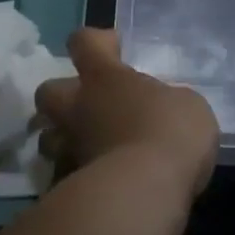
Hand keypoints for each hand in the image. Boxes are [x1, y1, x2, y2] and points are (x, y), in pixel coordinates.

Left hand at [35, 28, 219, 203]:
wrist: (144, 192)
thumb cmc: (169, 131)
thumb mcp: (186, 105)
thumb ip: (167, 102)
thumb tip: (160, 111)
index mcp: (105, 77)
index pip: (84, 42)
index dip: (95, 41)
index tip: (114, 49)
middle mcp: (79, 107)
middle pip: (47, 91)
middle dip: (62, 94)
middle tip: (89, 104)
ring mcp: (70, 148)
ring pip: (47, 138)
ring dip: (63, 139)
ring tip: (89, 148)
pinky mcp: (69, 187)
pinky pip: (64, 177)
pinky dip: (77, 177)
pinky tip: (99, 185)